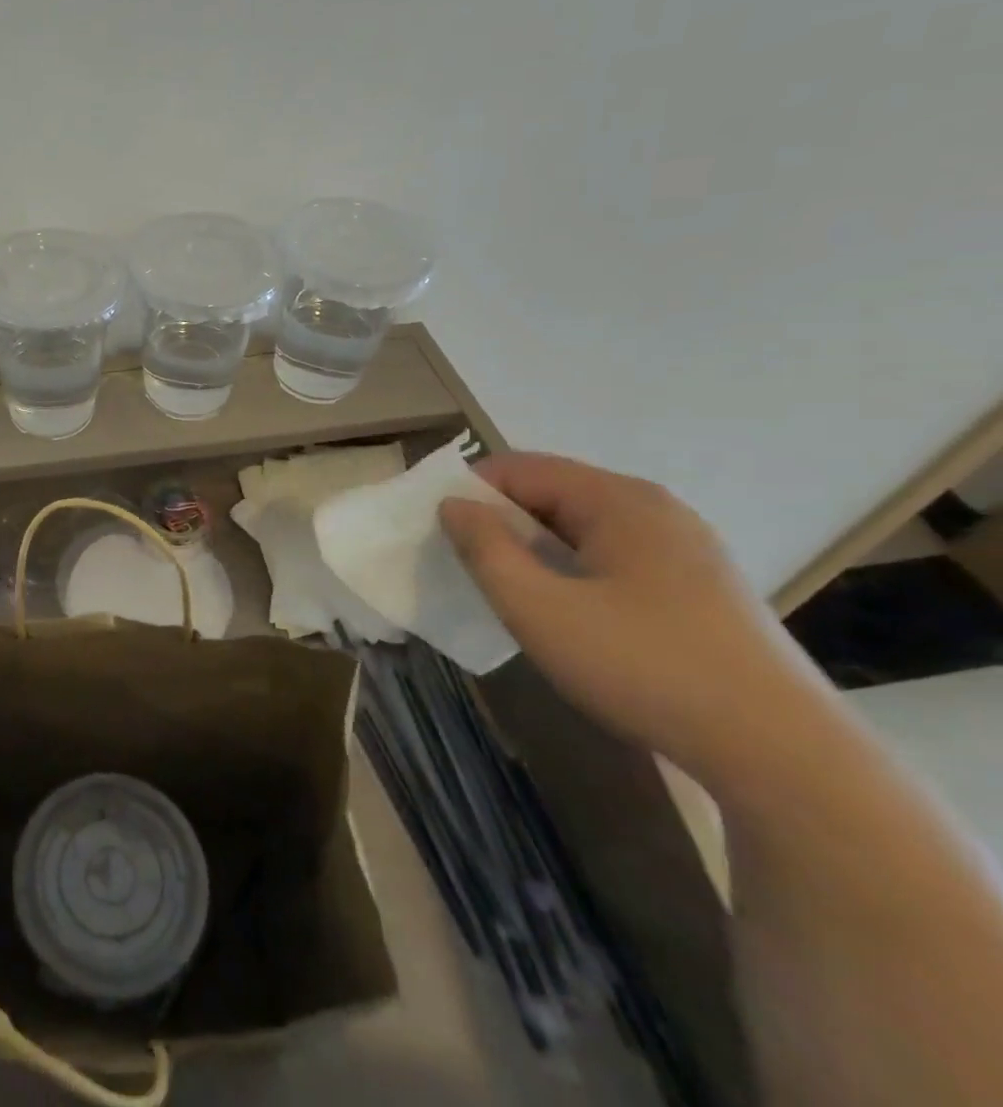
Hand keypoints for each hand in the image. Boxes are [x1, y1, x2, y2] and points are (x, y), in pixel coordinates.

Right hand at [439, 453, 827, 786]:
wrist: (783, 756)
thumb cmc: (643, 667)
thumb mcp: (537, 608)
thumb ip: (485, 549)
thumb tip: (454, 506)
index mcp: (619, 500)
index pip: (519, 467)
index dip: (470, 493)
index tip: (441, 534)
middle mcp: (656, 509)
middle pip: (553, 493)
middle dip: (502, 523)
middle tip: (471, 568)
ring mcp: (686, 549)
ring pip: (583, 528)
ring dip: (537, 550)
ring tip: (515, 595)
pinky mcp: (702, 588)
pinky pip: (615, 557)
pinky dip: (575, 570)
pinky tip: (572, 616)